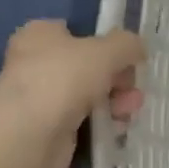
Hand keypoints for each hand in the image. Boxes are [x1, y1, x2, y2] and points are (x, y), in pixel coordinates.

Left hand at [0, 21, 145, 167]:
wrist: (30, 134)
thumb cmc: (63, 79)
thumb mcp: (105, 51)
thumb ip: (127, 44)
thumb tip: (138, 48)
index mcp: (41, 34)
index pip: (78, 33)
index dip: (106, 45)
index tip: (129, 60)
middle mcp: (37, 62)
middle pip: (90, 66)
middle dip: (118, 79)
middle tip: (133, 91)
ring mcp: (43, 97)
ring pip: (90, 95)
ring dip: (116, 102)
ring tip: (128, 113)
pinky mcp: (51, 128)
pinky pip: (85, 120)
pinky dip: (102, 123)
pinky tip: (116, 128)